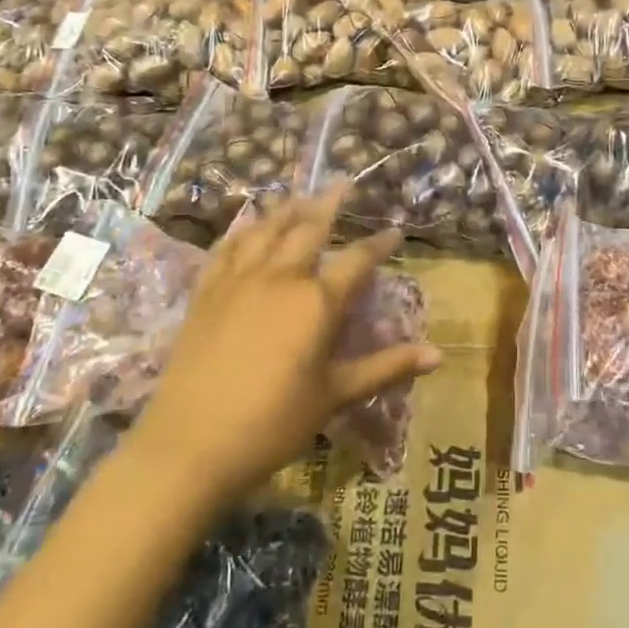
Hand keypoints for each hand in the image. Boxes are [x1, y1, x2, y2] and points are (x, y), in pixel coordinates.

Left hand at [132, 187, 441, 506]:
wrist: (190, 444)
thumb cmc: (273, 423)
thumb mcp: (335, 395)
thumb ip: (386, 368)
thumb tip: (438, 356)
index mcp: (317, 301)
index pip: (358, 260)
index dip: (379, 244)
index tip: (395, 231)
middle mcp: (280, 277)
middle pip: (308, 227)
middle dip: (330, 202)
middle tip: (343, 183)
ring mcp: (238, 280)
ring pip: (266, 228)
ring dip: (287, 208)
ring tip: (301, 195)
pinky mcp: (206, 292)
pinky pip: (226, 248)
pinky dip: (242, 230)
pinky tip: (247, 225)